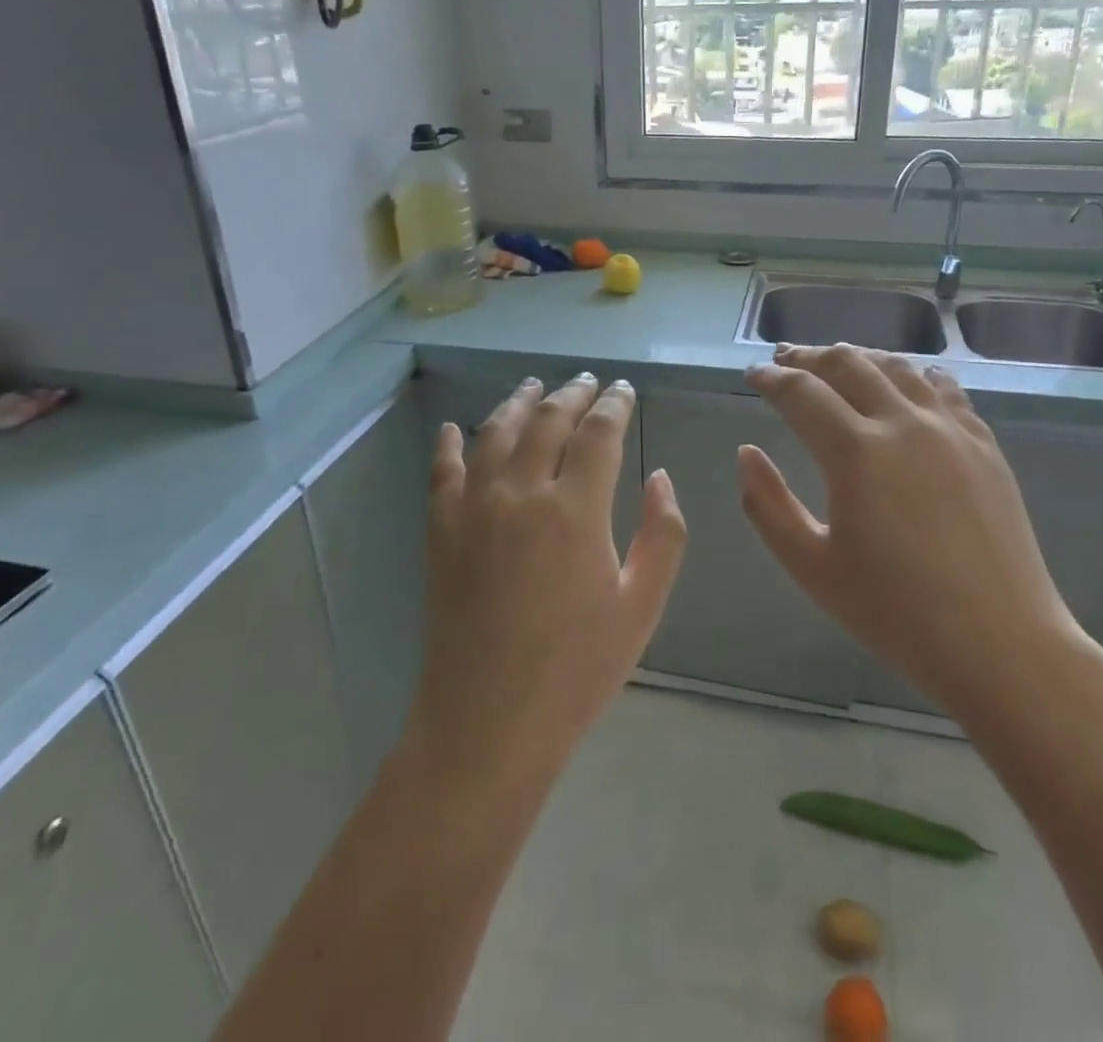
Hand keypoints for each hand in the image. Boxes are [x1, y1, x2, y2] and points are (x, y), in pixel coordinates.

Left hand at [410, 374, 686, 783]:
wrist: (489, 722)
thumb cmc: (577, 668)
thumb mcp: (642, 606)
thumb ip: (662, 533)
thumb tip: (659, 477)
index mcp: (576, 508)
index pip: (599, 433)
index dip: (614, 405)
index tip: (624, 391)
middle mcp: (522, 492)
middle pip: (547, 421)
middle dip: (572, 394)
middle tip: (587, 381)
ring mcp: (474, 508)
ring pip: (495, 433)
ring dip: (517, 402)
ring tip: (533, 386)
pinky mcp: (440, 531)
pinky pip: (442, 472)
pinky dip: (448, 444)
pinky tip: (452, 427)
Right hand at [740, 345, 1086, 728]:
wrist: (999, 644)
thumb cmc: (895, 613)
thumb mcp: (811, 567)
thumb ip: (767, 505)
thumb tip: (746, 453)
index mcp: (856, 452)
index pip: (801, 393)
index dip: (771, 378)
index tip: (752, 375)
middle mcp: (903, 423)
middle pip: (848, 364)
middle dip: (809, 357)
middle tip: (785, 360)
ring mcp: (951, 429)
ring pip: (897, 366)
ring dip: (858, 358)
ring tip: (836, 362)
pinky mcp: (984, 445)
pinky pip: (944, 388)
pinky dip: (913, 374)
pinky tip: (906, 379)